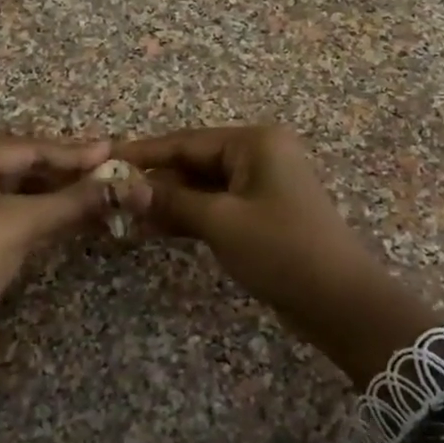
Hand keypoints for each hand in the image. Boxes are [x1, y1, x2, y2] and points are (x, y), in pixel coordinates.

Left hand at [0, 136, 130, 402]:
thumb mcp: (19, 224)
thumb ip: (71, 202)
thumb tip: (122, 185)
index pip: (31, 148)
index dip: (75, 153)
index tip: (114, 151)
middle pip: (26, 168)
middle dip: (69, 174)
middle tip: (114, 173)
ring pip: (22, 194)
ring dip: (60, 197)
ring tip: (103, 194)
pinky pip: (15, 217)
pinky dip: (44, 217)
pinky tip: (74, 218)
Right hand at [116, 125, 440, 385]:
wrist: (339, 301)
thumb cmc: (281, 249)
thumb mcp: (221, 221)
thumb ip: (171, 201)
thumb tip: (123, 188)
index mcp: (254, 142)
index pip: (186, 141)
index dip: (143, 152)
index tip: (104, 159)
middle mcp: (259, 155)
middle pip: (193, 161)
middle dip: (154, 179)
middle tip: (108, 193)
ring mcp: (262, 185)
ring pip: (202, 186)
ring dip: (168, 200)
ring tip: (124, 213)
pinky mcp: (262, 213)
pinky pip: (216, 205)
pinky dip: (188, 215)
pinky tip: (154, 226)